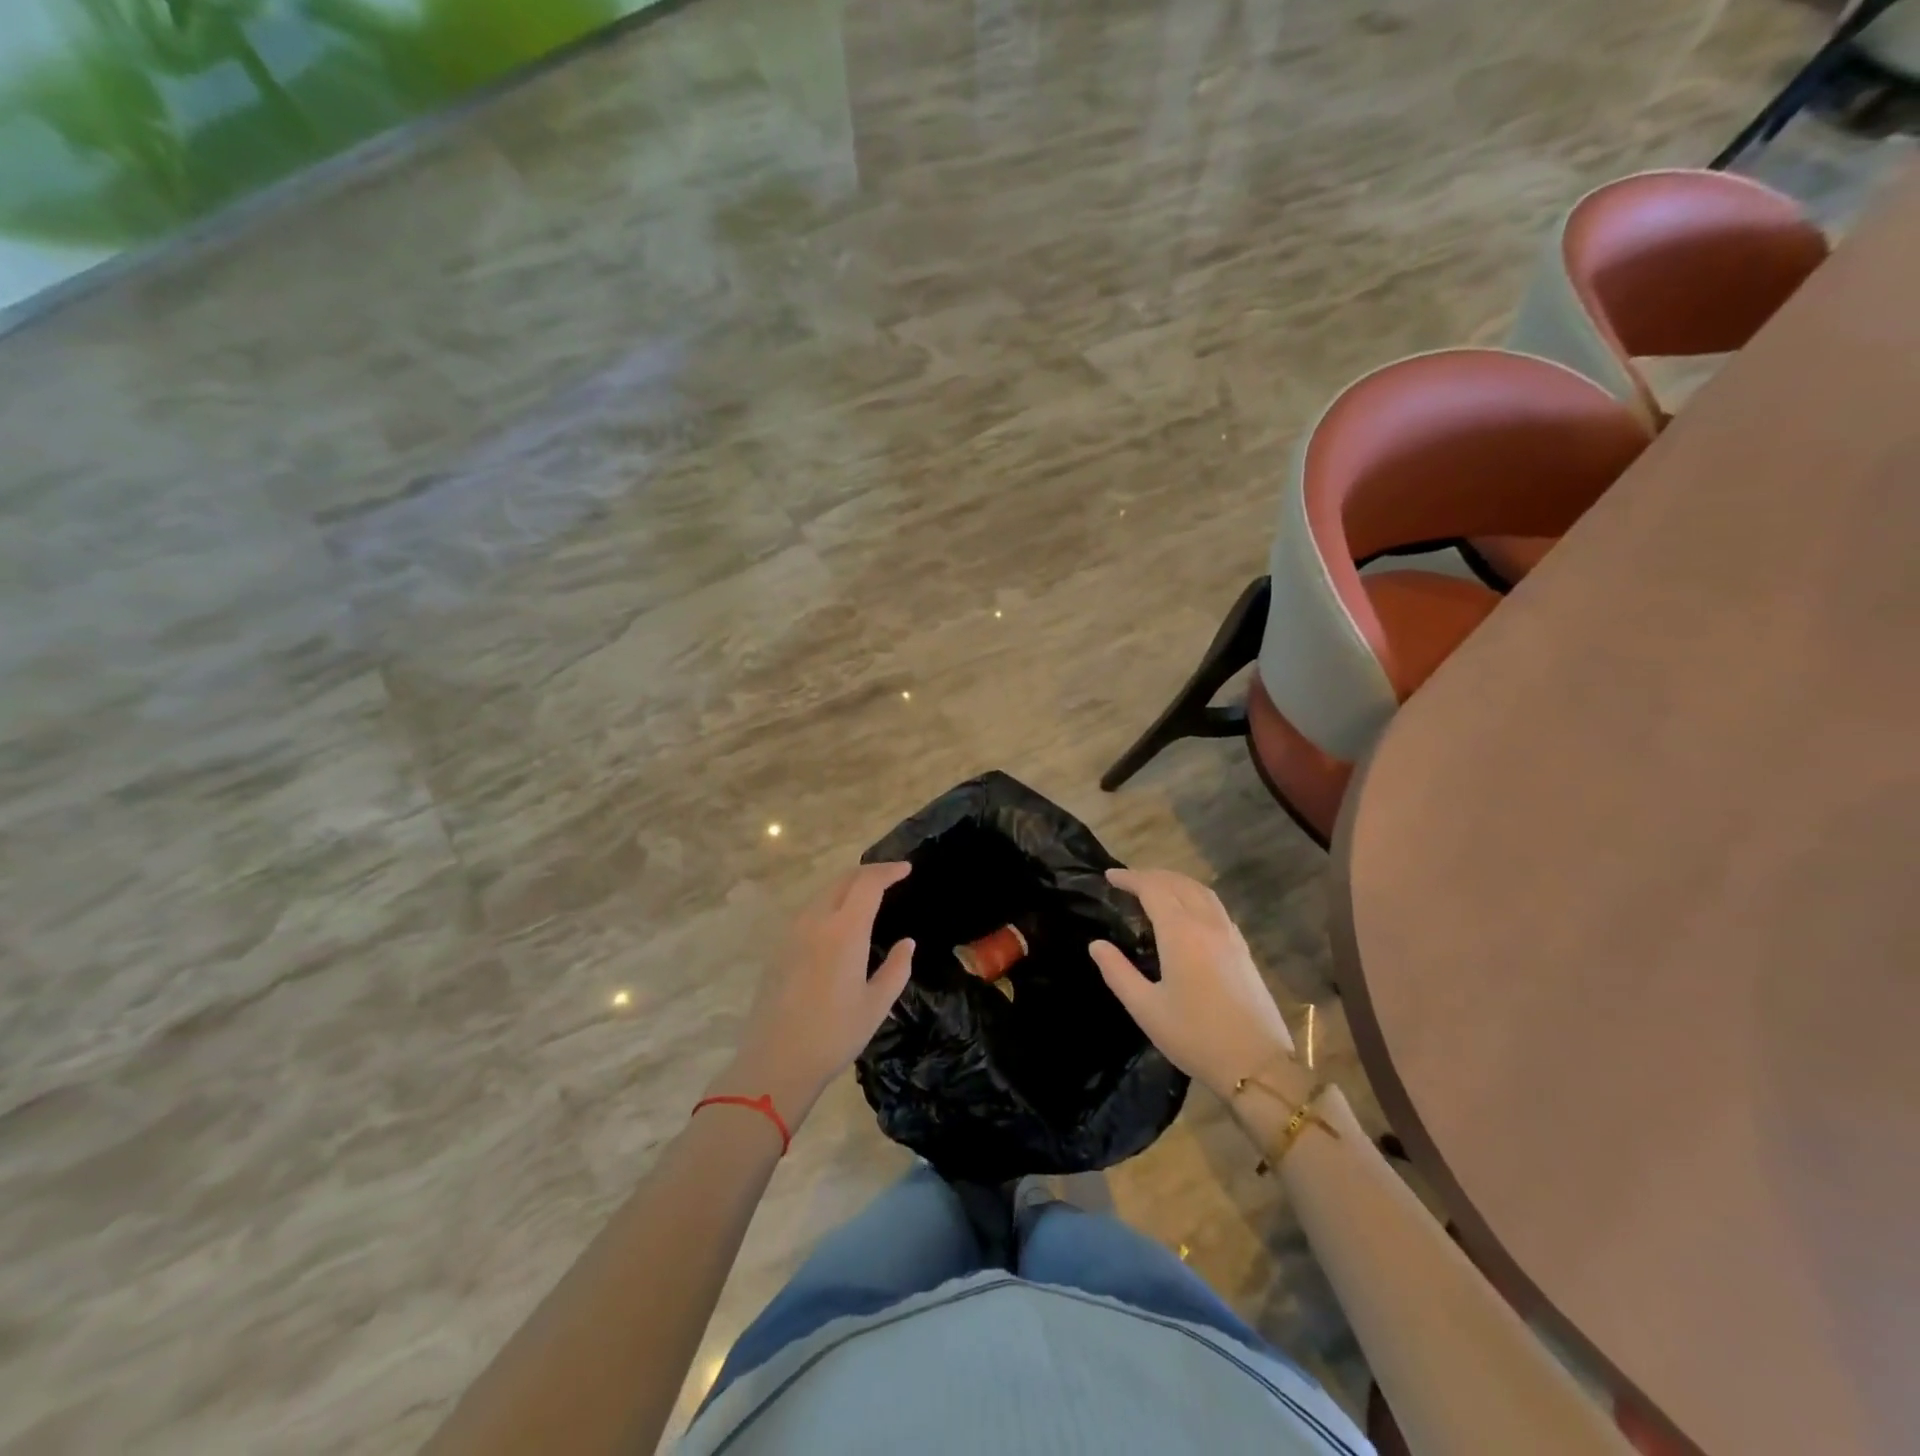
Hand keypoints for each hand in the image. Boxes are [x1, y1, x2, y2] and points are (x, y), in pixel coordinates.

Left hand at [719, 862, 914, 1123]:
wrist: (775, 1061)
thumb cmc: (833, 1035)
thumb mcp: (876, 1005)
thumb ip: (897, 968)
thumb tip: (907, 943)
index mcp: (844, 931)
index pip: (868, 883)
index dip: (888, 871)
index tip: (906, 869)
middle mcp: (816, 921)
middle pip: (843, 880)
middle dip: (869, 873)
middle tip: (891, 877)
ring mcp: (793, 932)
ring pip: (823, 893)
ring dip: (848, 886)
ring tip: (868, 895)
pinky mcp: (779, 947)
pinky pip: (809, 910)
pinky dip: (830, 902)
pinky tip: (839, 921)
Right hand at [1090, 867, 1293, 1100]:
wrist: (1257, 1064)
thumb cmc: (1195, 1036)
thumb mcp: (1145, 1008)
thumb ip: (1117, 972)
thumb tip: (1097, 944)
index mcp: (1181, 933)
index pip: (1153, 889)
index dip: (1130, 878)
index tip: (1109, 875)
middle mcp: (1207, 924)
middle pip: (1178, 883)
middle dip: (1151, 875)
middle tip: (1127, 880)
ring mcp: (1229, 935)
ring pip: (1201, 891)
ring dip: (1175, 881)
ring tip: (1155, 887)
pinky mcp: (1242, 949)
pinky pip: (1215, 906)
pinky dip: (1195, 895)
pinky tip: (1188, 910)